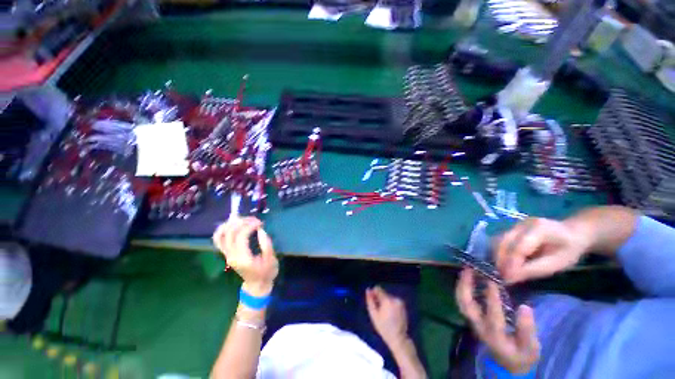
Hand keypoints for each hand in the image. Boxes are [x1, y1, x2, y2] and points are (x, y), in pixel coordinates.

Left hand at [212, 217, 277, 296]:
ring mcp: (227, 255)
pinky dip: (222, 230)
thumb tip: (260, 229)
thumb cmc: (266, 272)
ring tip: (242, 219)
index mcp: (243, 258)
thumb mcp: (271, 258)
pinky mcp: (226, 253)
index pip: (241, 236)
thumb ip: (266, 243)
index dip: (250, 226)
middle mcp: (231, 256)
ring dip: (230, 224)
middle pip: (230, 233)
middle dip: (242, 222)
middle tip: (254, 219)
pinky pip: (218, 240)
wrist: (257, 284)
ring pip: (220, 235)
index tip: (260, 223)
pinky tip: (231, 224)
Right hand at [366, 286, 408, 346]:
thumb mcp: (374, 315)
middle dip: (379, 299)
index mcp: (387, 300)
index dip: (373, 293)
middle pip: (383, 293)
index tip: (372, 301)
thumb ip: (370, 301)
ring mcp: (400, 301)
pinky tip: (390, 314)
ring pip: (388, 297)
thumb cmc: (384, 328)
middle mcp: (394, 298)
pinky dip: (390, 304)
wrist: (398, 338)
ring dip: (385, 302)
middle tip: (378, 311)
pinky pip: (393, 300)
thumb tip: (368, 289)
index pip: (378, 289)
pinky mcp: (403, 305)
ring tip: (384, 314)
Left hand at [456, 269, 539, 373]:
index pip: (493, 317)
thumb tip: (525, 307)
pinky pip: (463, 301)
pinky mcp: (472, 317)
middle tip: (469, 269)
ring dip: (462, 284)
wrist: (508, 363)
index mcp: (495, 337)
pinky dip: (463, 287)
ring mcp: (473, 322)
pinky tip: (468, 276)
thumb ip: (528, 330)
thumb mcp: (531, 348)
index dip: (492, 298)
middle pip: (467, 306)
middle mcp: (479, 327)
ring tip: (466, 269)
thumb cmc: (521, 354)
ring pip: (462, 302)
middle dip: (466, 286)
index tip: (493, 281)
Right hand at [494, 217, 590, 283]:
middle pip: (504, 243)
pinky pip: (500, 242)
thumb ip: (534, 270)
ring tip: (501, 272)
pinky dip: (499, 254)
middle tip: (502, 277)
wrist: (572, 232)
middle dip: (501, 261)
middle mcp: (522, 224)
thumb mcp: (557, 263)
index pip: (519, 247)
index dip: (511, 264)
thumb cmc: (568, 250)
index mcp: (538, 229)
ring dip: (498, 257)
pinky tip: (502, 264)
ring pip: (498, 242)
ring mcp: (514, 226)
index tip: (508, 280)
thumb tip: (510, 278)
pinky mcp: (510, 230)